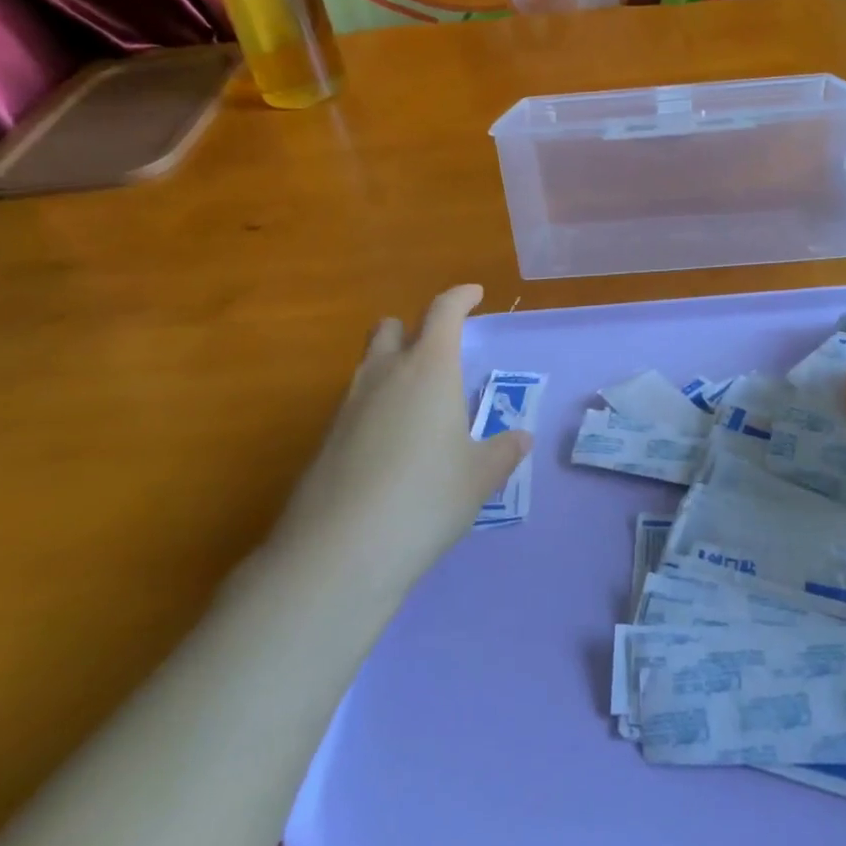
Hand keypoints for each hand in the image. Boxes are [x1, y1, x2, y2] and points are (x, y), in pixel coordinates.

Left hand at [276, 285, 530, 582]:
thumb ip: (502, 452)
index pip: (443, 312)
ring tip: (418, 406)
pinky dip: (375, 408)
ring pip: (368, 366)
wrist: (340, 551)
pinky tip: (390, 448)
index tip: (474, 295)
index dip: (460, 297)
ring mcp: (347, 406)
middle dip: (413, 329)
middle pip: (391, 328)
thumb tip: (520, 438)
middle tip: (437, 352)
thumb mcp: (479, 478)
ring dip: (392, 368)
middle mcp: (384, 375)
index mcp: (429, 369)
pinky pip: (354, 404)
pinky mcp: (325, 439)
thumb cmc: (426, 499)